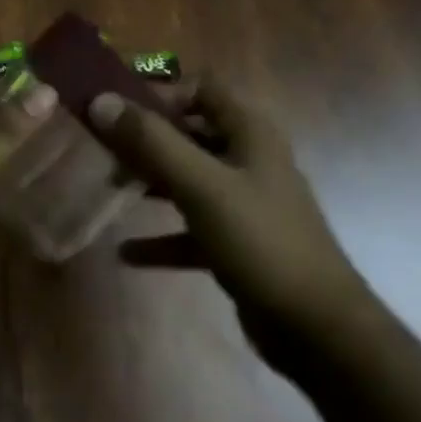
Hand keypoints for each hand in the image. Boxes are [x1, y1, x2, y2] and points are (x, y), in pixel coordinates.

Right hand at [88, 76, 378, 371]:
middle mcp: (248, 160)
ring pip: (188, 178)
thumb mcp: (201, 185)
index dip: (161, 91)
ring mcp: (245, 203)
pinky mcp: (239, 244)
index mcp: (249, 133)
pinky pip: (191, 228)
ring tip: (111, 187)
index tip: (118, 107)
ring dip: (150, 181)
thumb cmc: (261, 241)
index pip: (201, 88)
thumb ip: (150, 141)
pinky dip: (161, 236)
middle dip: (146, 139)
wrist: (320, 332)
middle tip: (105, 149)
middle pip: (189, 133)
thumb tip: (100, 101)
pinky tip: (127, 252)